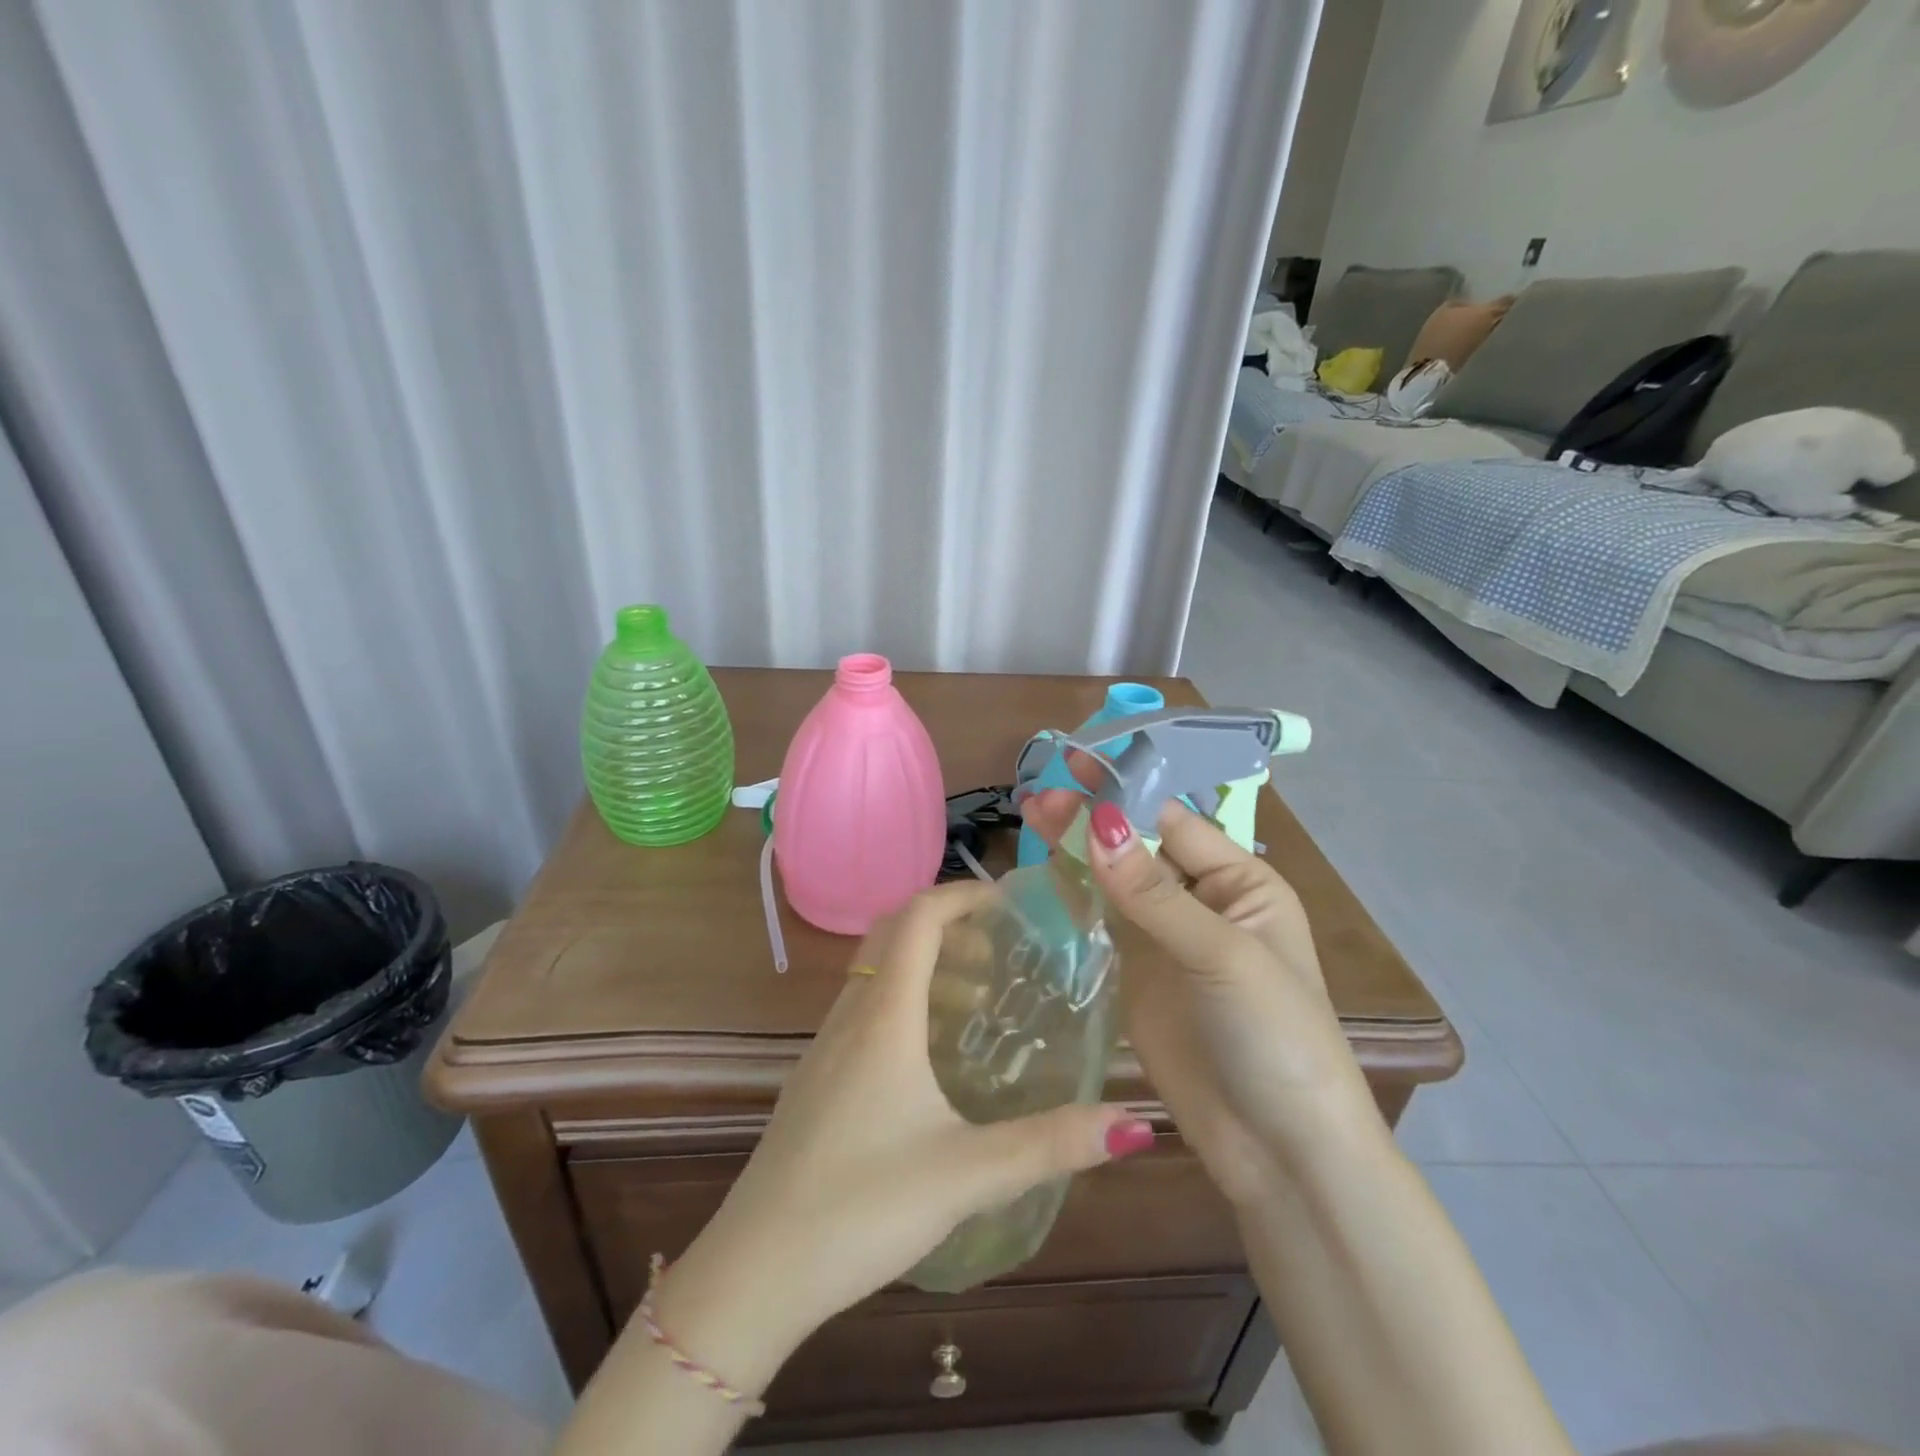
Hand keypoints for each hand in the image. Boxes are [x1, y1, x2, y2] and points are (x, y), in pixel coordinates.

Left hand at [655, 881, 1153, 1386]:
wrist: (755, 1270)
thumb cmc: (861, 1208)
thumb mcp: (967, 1175)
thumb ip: (1050, 1144)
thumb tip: (1134, 1126)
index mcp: (883, 1016)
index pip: (918, 917)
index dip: (961, 894)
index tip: (1007, 902)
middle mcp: (849, 1015)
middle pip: (893, 933)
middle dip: (948, 926)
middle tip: (999, 954)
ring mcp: (824, 1047)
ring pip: (875, 973)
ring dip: (925, 967)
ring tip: (978, 1005)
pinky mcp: (815, 1079)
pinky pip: (863, 1009)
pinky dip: (903, 1003)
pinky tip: (931, 1061)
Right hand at [1021, 784, 1380, 1206]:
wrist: (1280, 1151)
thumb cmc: (1275, 1038)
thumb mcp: (1223, 957)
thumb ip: (1153, 894)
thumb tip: (1098, 824)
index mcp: (1241, 883)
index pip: (1173, 822)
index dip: (1124, 793)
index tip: (1073, 767)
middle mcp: (1202, 901)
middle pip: (1139, 846)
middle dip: (1093, 818)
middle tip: (1037, 795)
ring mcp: (1166, 938)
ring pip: (1116, 879)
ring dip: (1078, 849)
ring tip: (1031, 817)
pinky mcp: (1138, 974)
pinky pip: (1103, 921)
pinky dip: (1076, 893)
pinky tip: (1045, 871)